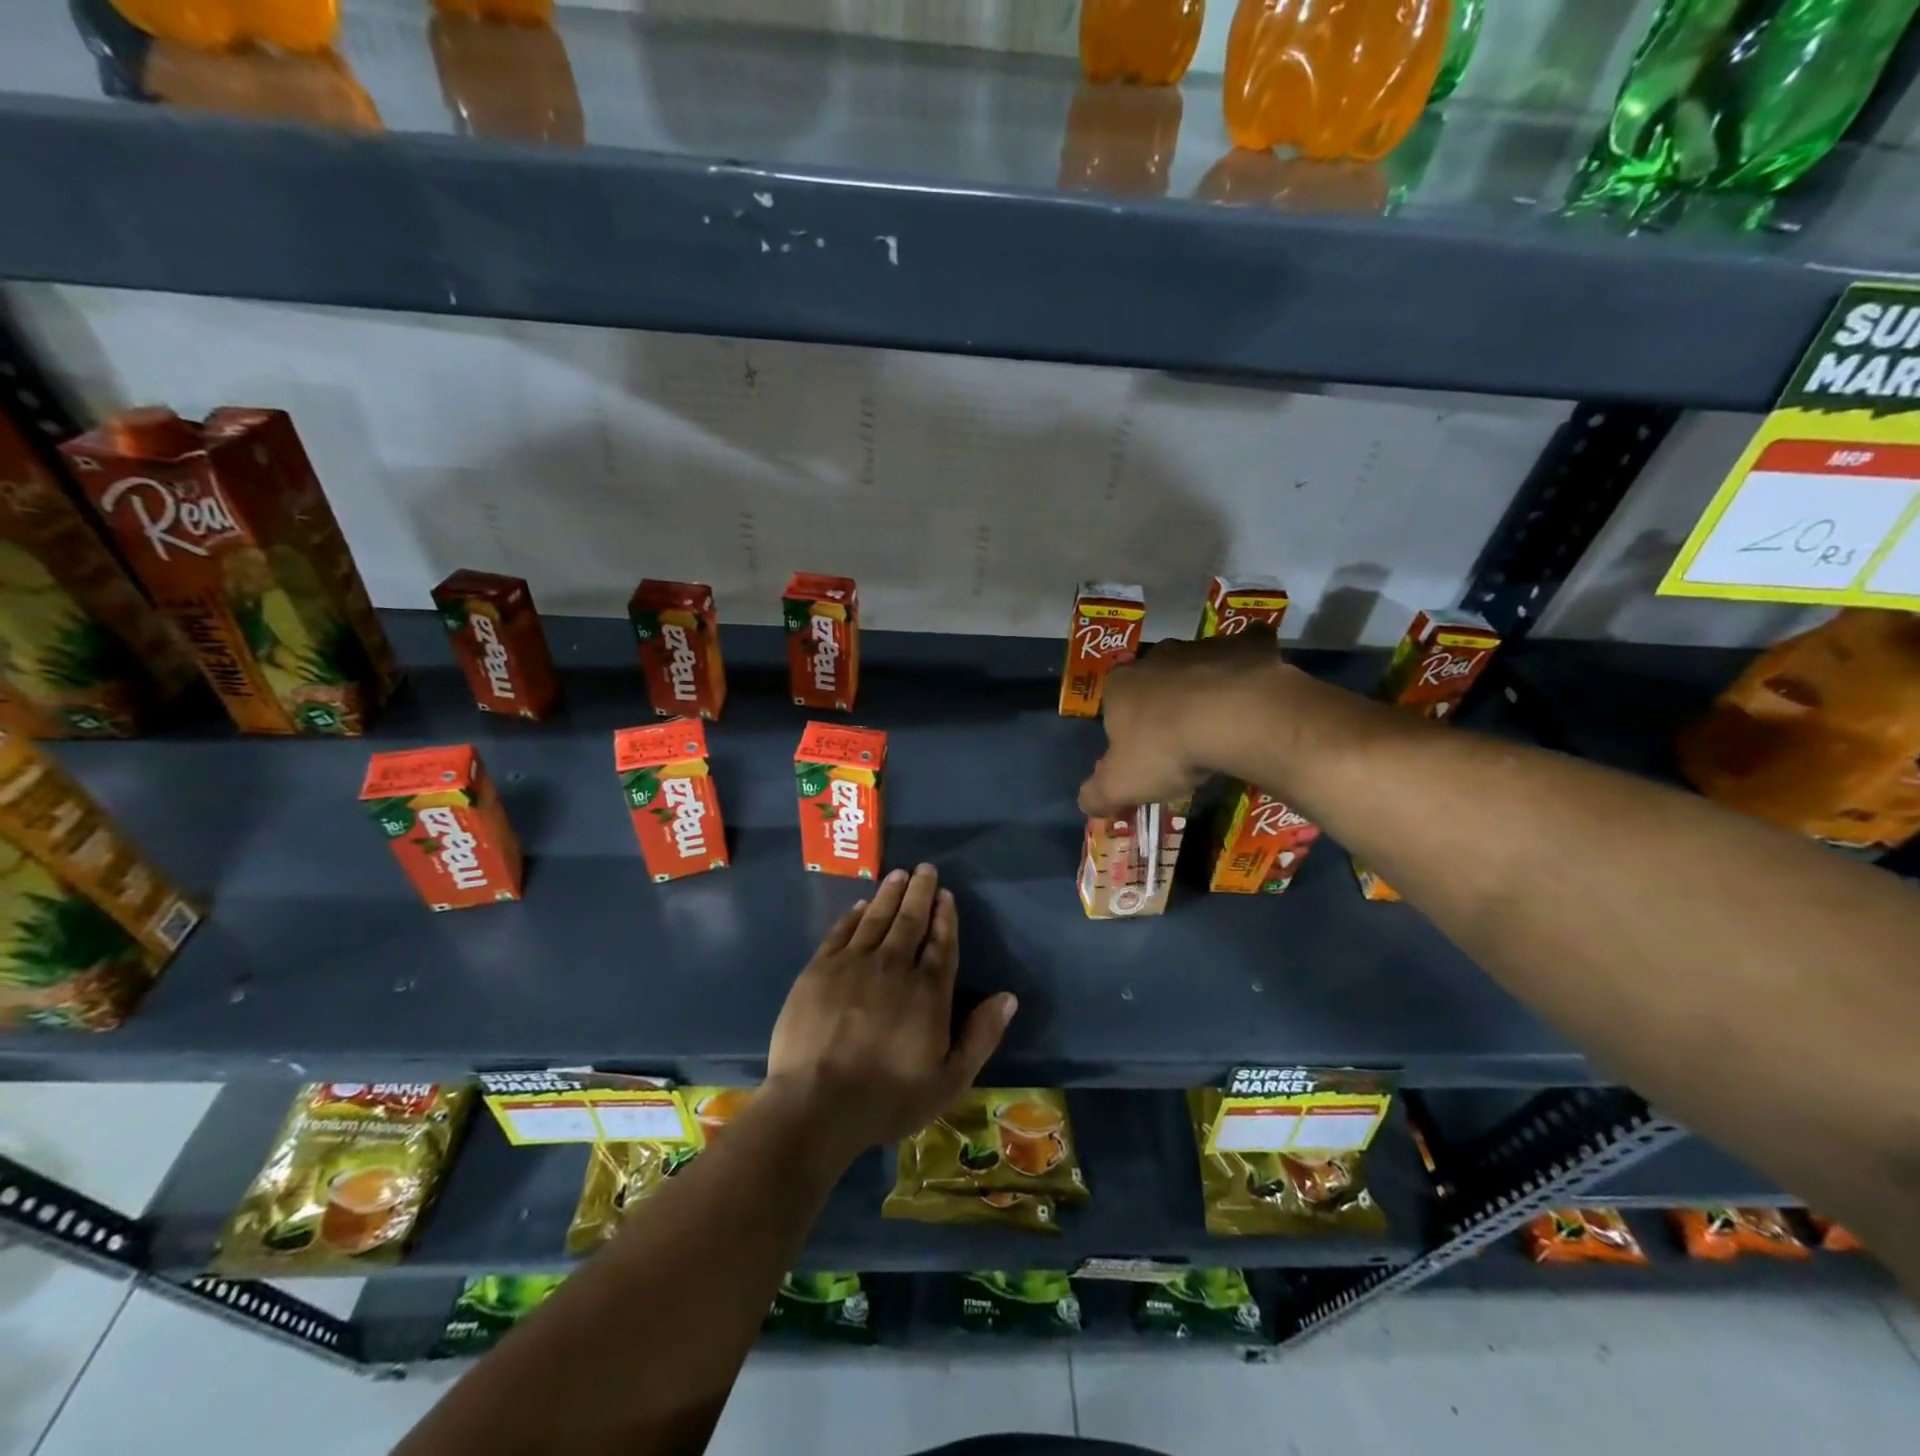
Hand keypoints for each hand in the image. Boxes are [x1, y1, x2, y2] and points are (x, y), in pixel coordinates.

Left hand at [766, 864, 1016, 1160]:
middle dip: (920, 892)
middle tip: (925, 869)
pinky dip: (853, 915)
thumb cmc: (887, 1099)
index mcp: (928, 991)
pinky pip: (841, 932)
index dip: (945, 917)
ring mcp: (853, 964)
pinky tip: (860, 905)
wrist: (816, 1103)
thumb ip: (980, 1036)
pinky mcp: (819, 970)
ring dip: (889, 894)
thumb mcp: (949, 1081)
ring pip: (876, 918)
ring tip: (898, 874)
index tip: (946, 895)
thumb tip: (1007, 997)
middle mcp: (894, 966)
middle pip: (910, 921)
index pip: (941, 944)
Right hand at [1078, 628, 1289, 816]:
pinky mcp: (1247, 645)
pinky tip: (1256, 697)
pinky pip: (1246, 655)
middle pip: (1155, 683)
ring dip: (1205, 690)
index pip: (1113, 704)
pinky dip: (1248, 672)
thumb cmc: (1166, 749)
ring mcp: (1203, 647)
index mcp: (1120, 685)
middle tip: (1182, 742)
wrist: (1234, 717)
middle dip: (1164, 706)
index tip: (1143, 755)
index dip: (1126, 730)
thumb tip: (1086, 804)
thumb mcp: (1120, 785)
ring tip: (1223, 727)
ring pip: (1199, 669)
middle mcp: (1157, 657)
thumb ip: (1096, 795)